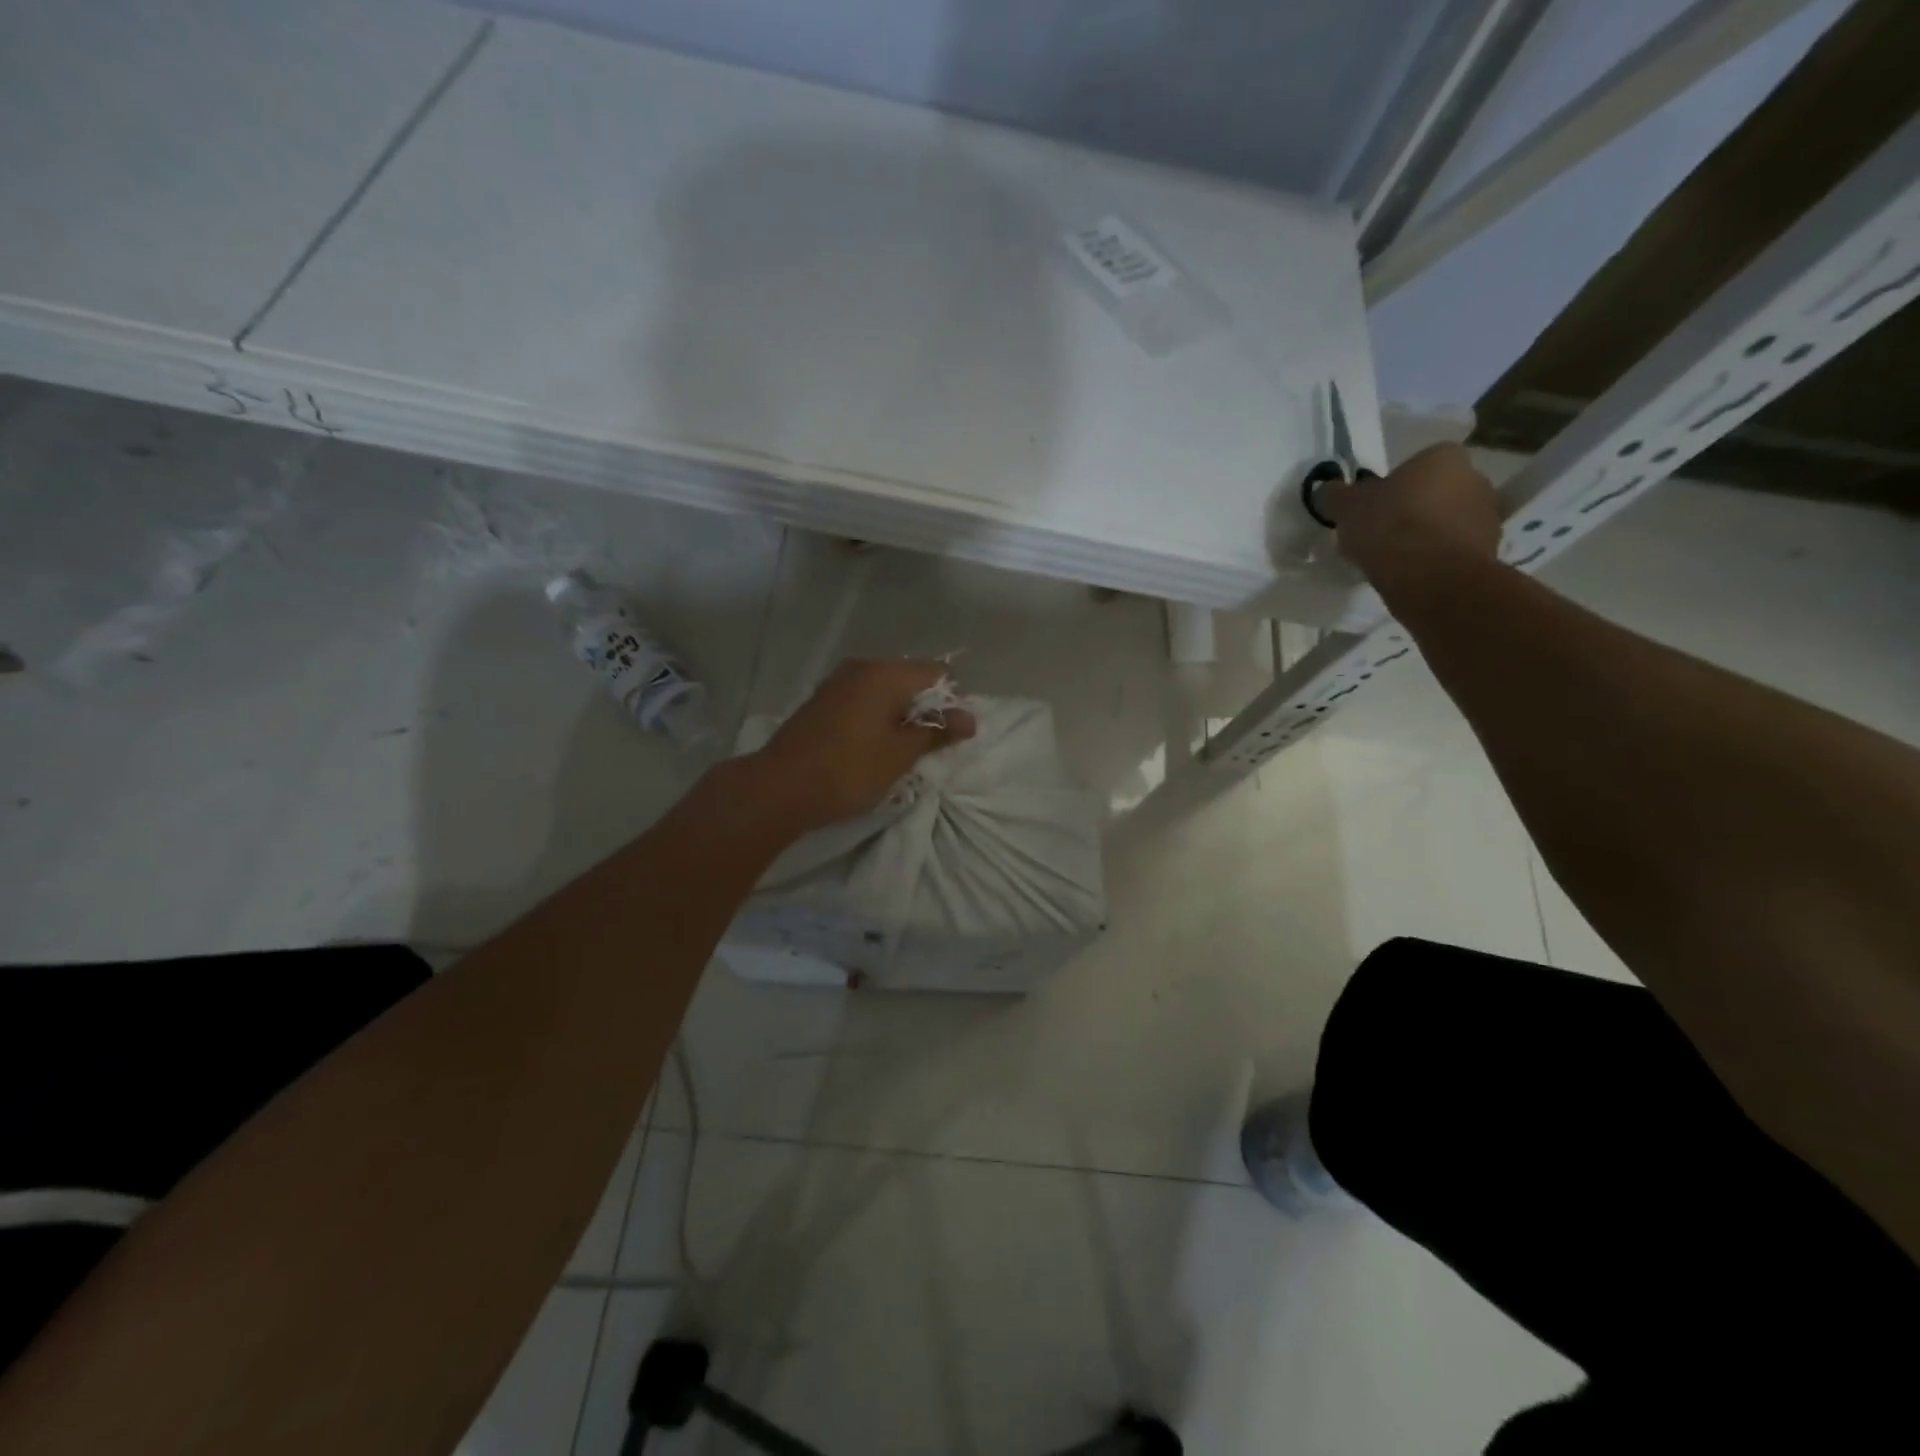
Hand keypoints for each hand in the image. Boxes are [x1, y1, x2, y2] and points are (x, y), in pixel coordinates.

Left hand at [748, 659, 976, 833]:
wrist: (780, 787)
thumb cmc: (849, 769)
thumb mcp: (901, 754)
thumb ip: (936, 731)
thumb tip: (969, 718)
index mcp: (886, 673)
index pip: (938, 673)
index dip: (953, 701)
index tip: (951, 735)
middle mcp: (862, 667)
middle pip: (911, 678)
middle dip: (926, 708)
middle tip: (929, 747)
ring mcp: (838, 682)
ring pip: (885, 690)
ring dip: (900, 715)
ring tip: (902, 750)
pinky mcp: (822, 700)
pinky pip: (863, 700)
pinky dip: (877, 717)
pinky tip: (873, 746)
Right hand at [1323, 443, 1502, 591]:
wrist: (1431, 577)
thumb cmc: (1390, 527)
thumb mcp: (1346, 508)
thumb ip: (1335, 496)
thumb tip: (1326, 490)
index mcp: (1443, 457)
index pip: (1417, 464)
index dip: (1393, 486)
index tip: (1373, 508)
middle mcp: (1476, 478)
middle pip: (1436, 491)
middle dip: (1414, 508)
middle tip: (1382, 533)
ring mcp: (1488, 516)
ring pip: (1448, 521)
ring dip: (1427, 535)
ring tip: (1395, 559)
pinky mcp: (1489, 551)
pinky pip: (1455, 550)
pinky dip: (1437, 559)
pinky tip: (1413, 575)